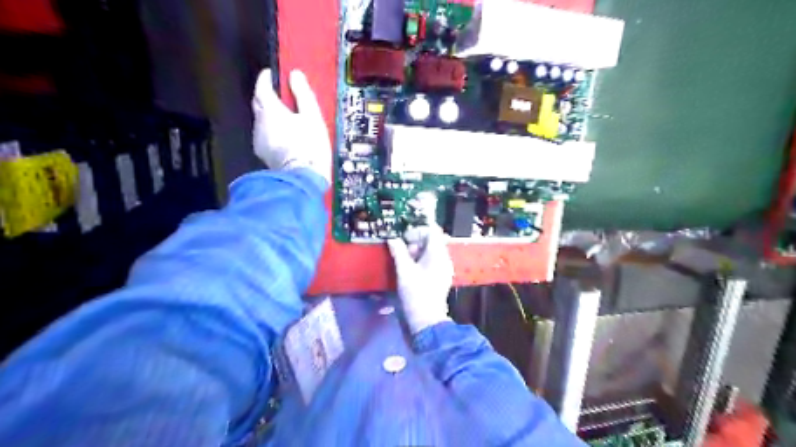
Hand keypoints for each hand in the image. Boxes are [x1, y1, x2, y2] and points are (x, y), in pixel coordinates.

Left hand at [254, 69, 331, 185]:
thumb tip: (295, 74)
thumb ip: (303, 94)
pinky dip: (271, 130)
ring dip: (269, 115)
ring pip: (260, 120)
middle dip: (265, 96)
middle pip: (258, 103)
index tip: (272, 74)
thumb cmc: (309, 145)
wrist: (302, 178)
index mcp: (270, 110)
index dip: (266, 78)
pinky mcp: (262, 153)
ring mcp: (259, 139)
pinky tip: (283, 136)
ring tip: (284, 117)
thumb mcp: (312, 117)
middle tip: (279, 94)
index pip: (262, 87)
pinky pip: (264, 135)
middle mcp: (259, 122)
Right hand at [387, 226, 453, 333]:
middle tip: (403, 251)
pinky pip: (432, 261)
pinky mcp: (441, 277)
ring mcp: (444, 268)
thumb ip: (398, 252)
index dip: (417, 231)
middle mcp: (445, 258)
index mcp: (438, 254)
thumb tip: (392, 239)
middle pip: (432, 240)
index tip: (404, 238)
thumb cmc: (416, 293)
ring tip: (405, 261)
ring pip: (432, 251)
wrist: (427, 319)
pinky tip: (411, 270)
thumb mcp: (404, 271)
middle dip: (416, 242)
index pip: (432, 231)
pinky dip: (421, 260)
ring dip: (417, 251)